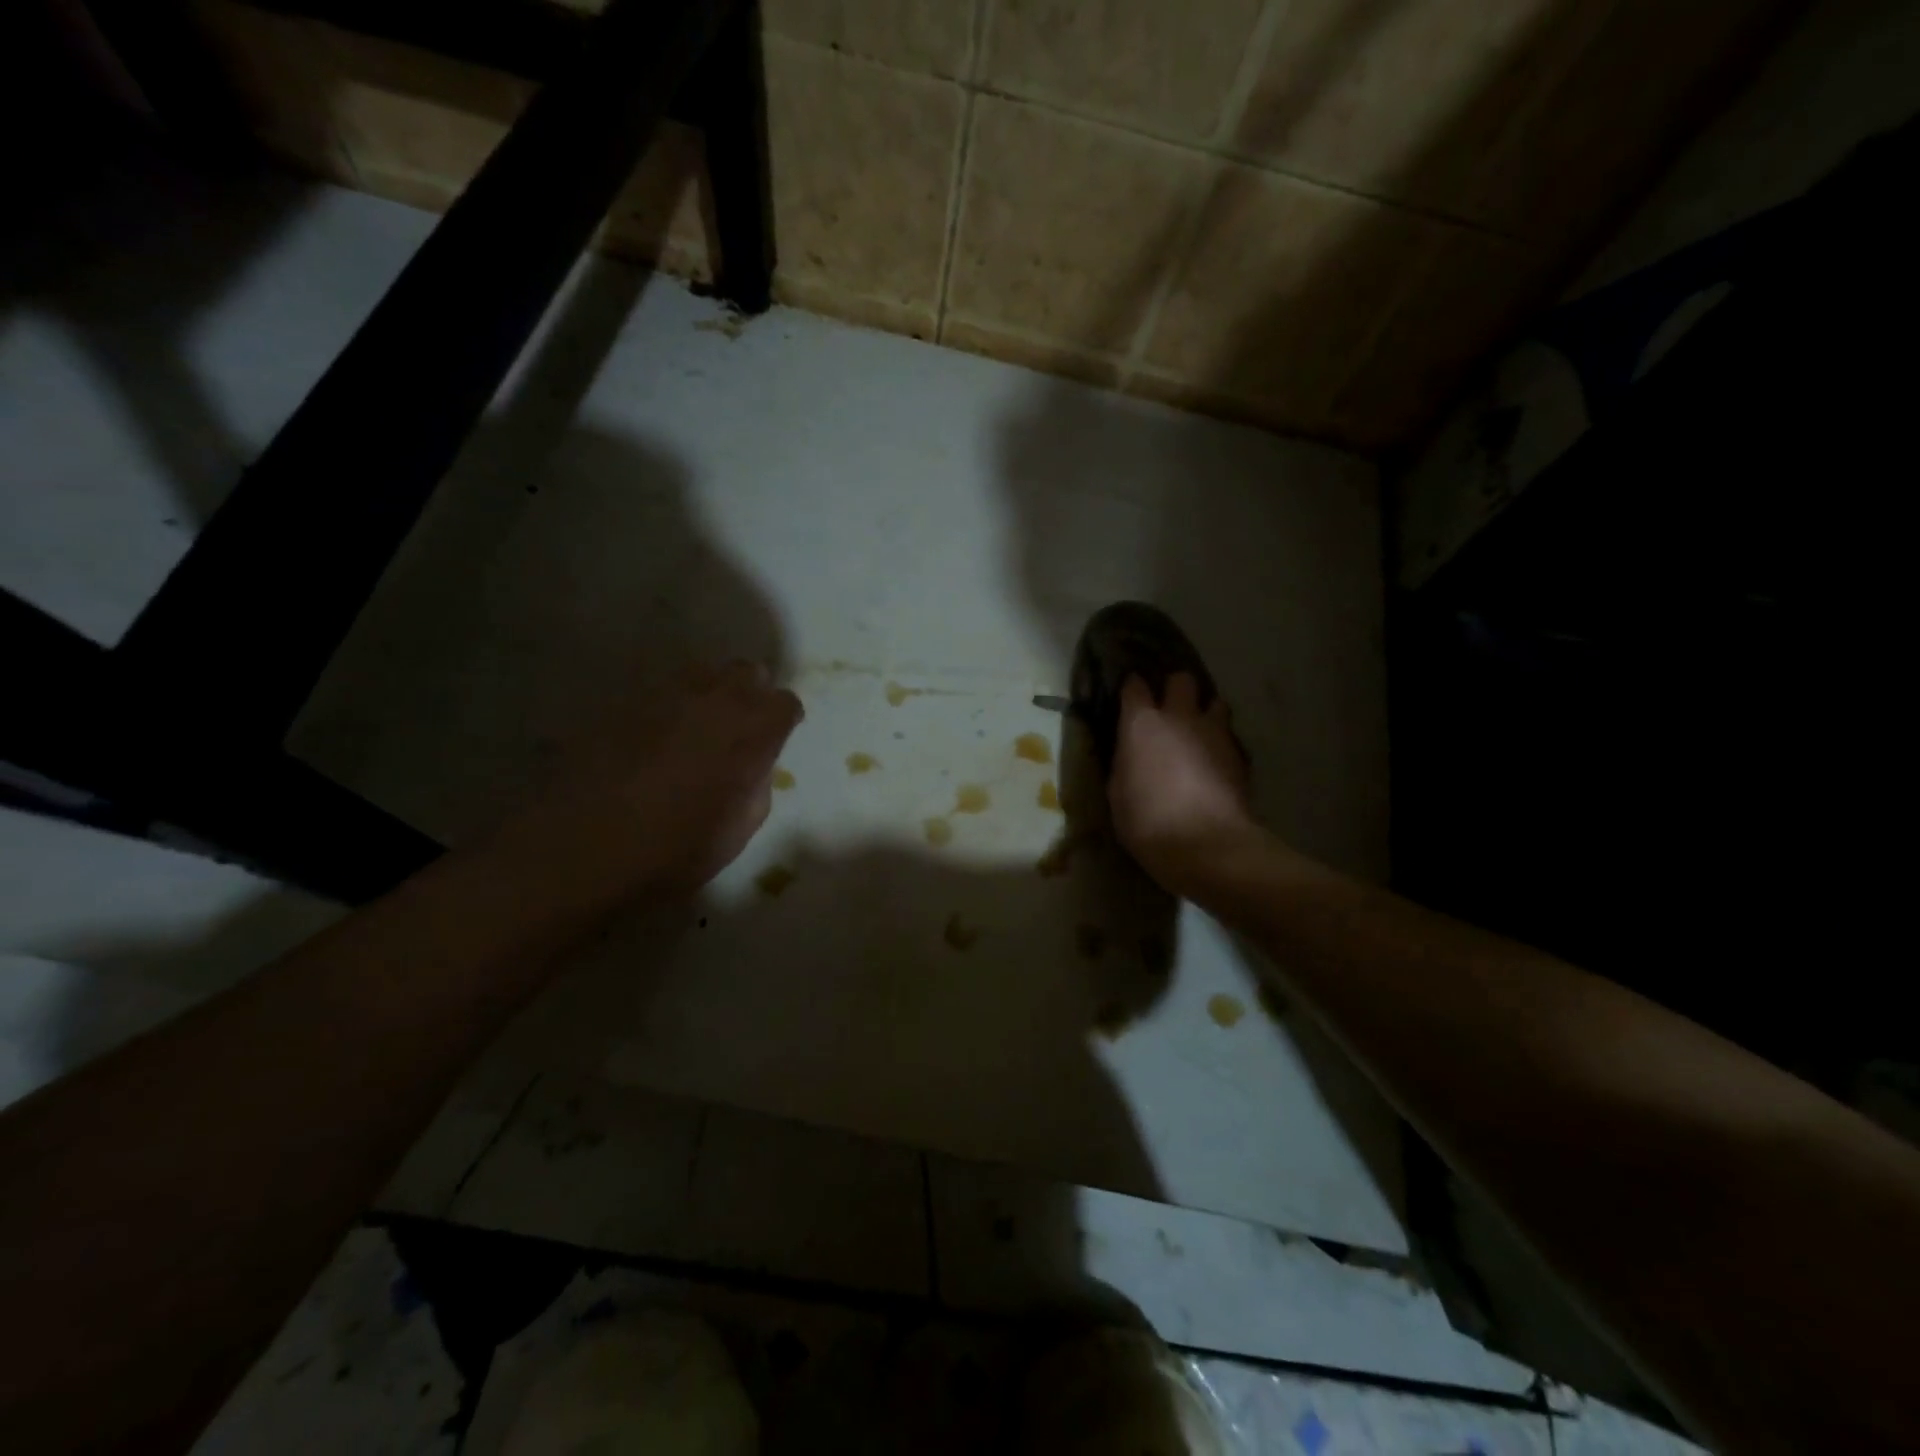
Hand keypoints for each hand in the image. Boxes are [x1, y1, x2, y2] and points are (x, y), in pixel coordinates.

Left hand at [495, 662, 803, 902]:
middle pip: (748, 672)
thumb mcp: (737, 832)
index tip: (777, 738)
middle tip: (742, 727)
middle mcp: (714, 703)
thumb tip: (754, 767)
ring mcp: (667, 697)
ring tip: (699, 728)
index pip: (784, 703)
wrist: (581, 847)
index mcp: (751, 734)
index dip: (784, 719)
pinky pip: (662, 691)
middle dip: (752, 693)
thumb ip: (756, 788)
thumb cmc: (673, 850)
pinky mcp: (626, 703)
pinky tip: (657, 738)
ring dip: (712, 693)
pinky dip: (671, 707)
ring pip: (704, 673)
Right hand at [1108, 673, 1260, 896]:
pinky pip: (1228, 735)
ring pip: (1215, 701)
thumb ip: (1125, 763)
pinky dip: (1220, 741)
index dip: (1132, 688)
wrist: (1206, 845)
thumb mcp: (1118, 793)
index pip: (1134, 686)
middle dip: (1174, 688)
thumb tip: (1131, 754)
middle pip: (1181, 680)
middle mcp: (1179, 717)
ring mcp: (1214, 733)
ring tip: (1198, 731)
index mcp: (1141, 724)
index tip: (1130, 697)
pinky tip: (1214, 760)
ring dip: (1205, 711)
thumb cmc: (1147, 822)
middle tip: (1169, 708)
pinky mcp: (1239, 754)